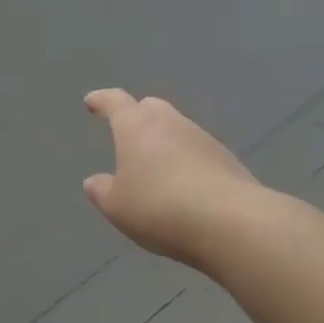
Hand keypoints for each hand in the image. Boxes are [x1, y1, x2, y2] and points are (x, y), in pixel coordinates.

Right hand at [83, 90, 260, 266]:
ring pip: (176, 129)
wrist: (231, 222)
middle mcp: (170, 122)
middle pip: (150, 108)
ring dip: (164, 142)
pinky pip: (197, 152)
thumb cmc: (160, 207)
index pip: (115, 102)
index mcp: (136, 126)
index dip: (101, 100)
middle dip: (136, 116)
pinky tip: (184, 185)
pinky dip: (186, 161)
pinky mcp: (226, 158)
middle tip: (127, 134)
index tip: (92, 102)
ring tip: (156, 169)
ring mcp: (202, 138)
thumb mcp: (117, 207)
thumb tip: (95, 181)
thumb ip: (102, 191)